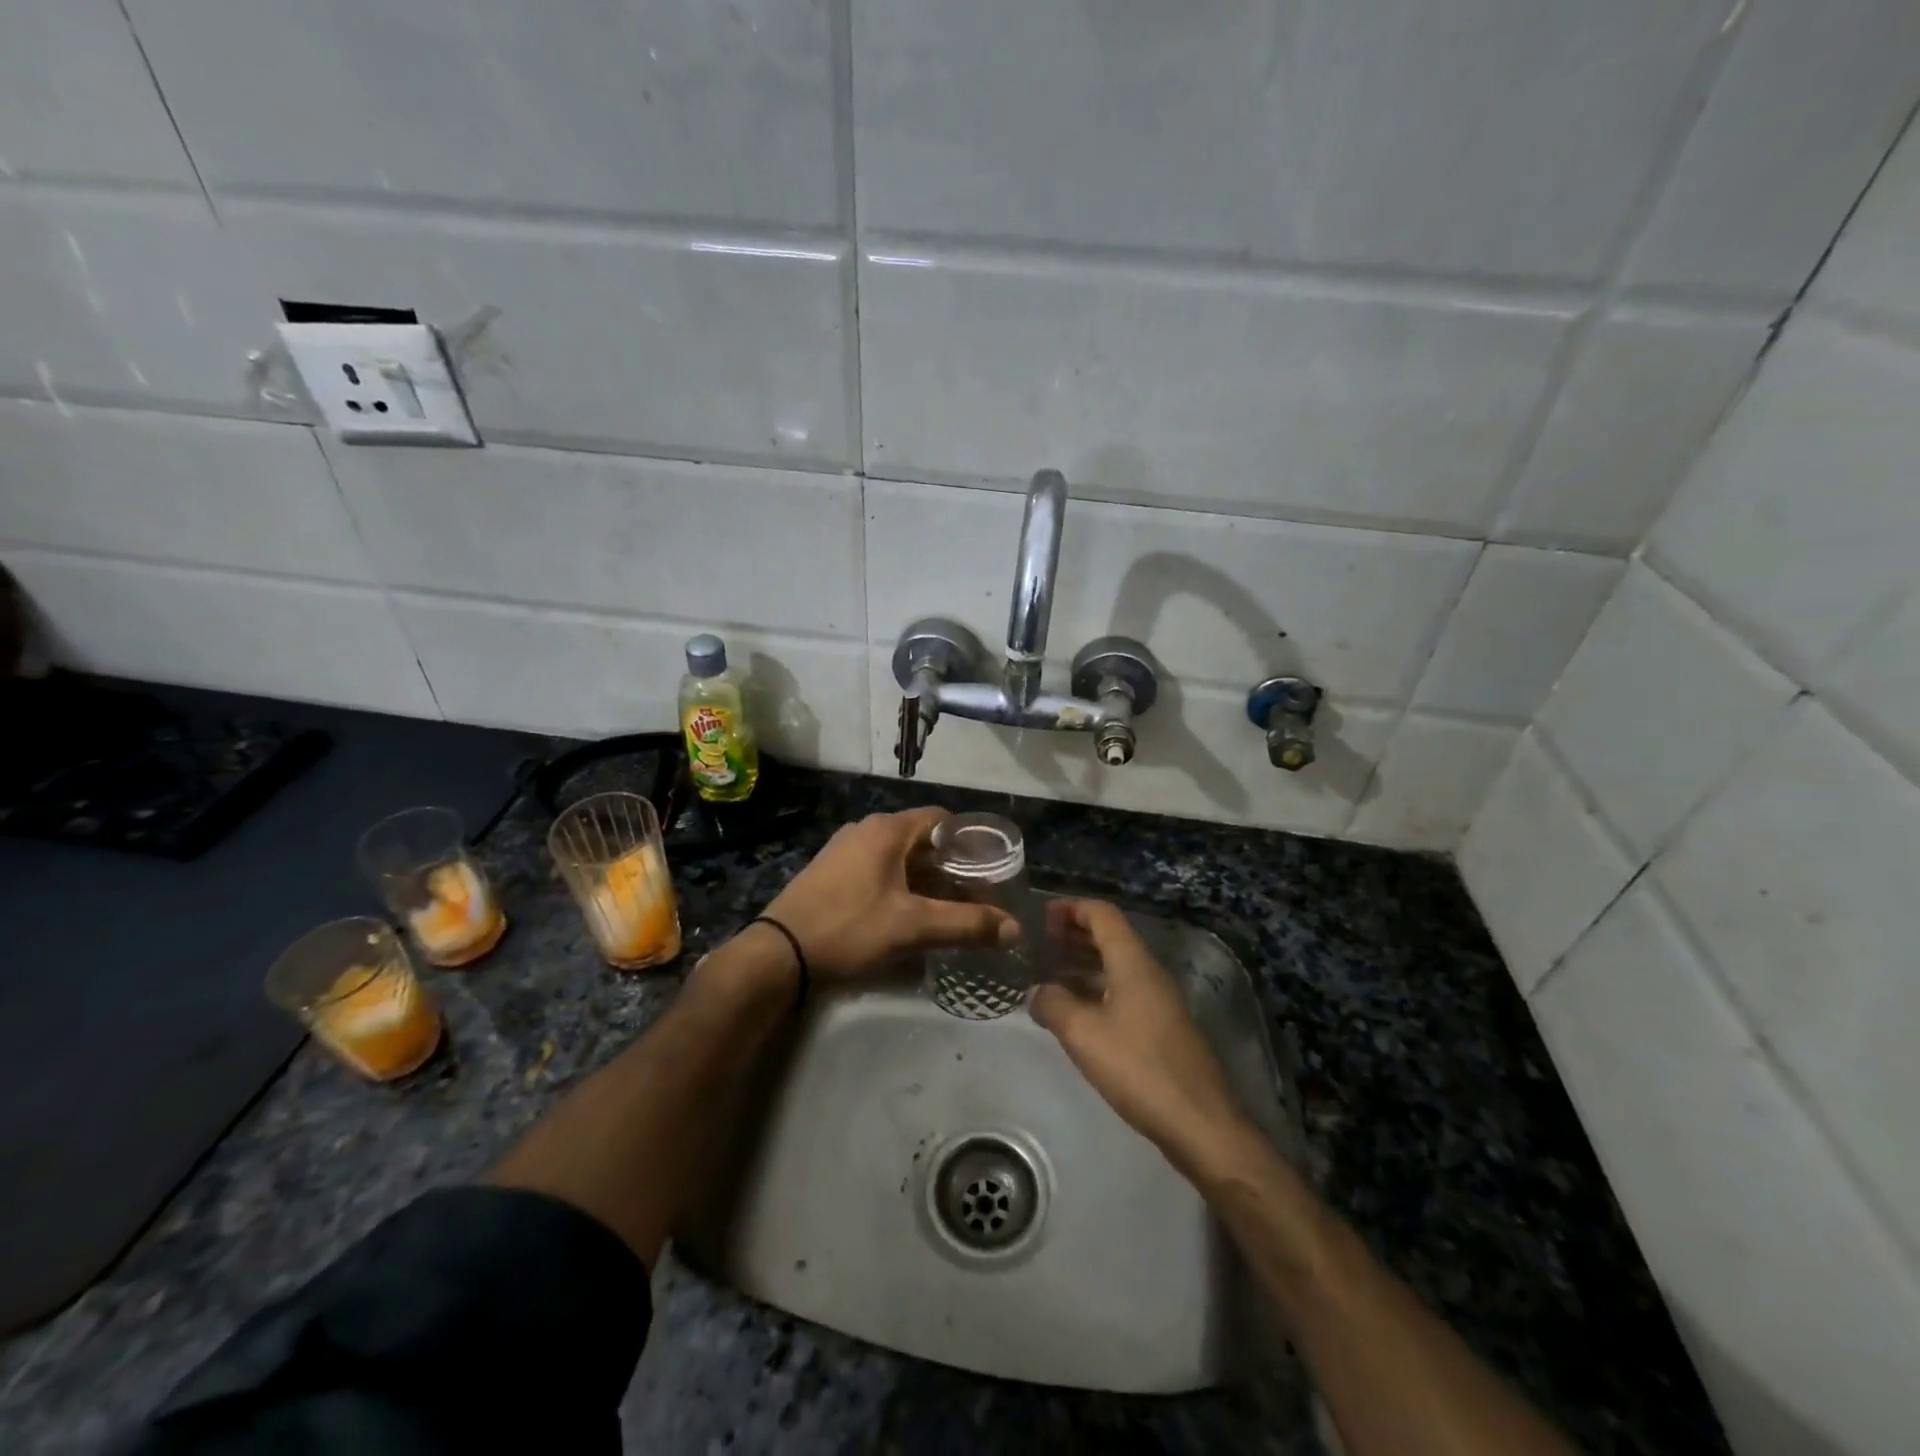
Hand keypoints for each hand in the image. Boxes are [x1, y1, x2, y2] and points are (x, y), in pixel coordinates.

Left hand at [761, 808, 1017, 983]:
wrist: (778, 954)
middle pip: (921, 840)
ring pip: (899, 858)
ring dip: (926, 879)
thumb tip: (1014, 928)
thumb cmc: (849, 928)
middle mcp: (866, 830)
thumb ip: (966, 924)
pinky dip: (901, 886)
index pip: (941, 819)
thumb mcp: (912, 928)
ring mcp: (844, 851)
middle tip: (976, 895)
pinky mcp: (832, 874)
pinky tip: (910, 915)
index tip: (990, 868)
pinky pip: (878, 871)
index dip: (969, 841)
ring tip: (950, 908)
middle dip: (950, 866)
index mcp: (887, 830)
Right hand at [1029, 900, 1252, 1173]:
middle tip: (1040, 944)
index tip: (1041, 915)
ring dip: (1083, 964)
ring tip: (1048, 975)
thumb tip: (1037, 991)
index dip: (1071, 908)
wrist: (1199, 1122)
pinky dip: (1096, 990)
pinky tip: (1075, 1012)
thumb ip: (1053, 1004)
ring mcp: (1159, 1001)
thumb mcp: (1083, 1033)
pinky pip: (1123, 992)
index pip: (1102, 914)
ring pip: (1116, 967)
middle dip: (1074, 934)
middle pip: (1110, 937)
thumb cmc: (1138, 1068)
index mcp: (1133, 963)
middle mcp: (1148, 973)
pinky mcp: (1161, 1028)